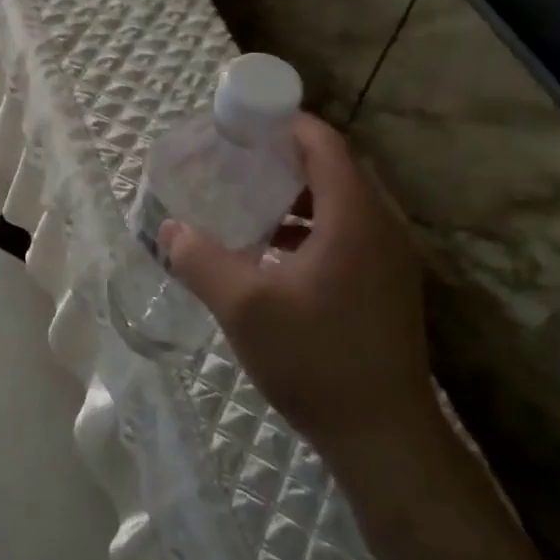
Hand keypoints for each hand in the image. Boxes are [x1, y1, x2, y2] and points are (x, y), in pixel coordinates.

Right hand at [161, 113, 433, 463]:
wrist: (384, 437)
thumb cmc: (316, 360)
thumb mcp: (244, 307)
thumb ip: (201, 260)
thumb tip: (170, 230)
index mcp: (354, 219)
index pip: (325, 145)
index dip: (286, 124)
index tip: (244, 122)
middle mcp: (381, 228)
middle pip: (334, 169)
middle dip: (285, 157)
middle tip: (236, 158)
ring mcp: (389, 260)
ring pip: (341, 204)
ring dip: (296, 195)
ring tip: (248, 199)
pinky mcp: (386, 286)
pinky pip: (347, 233)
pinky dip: (309, 226)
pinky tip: (272, 252)